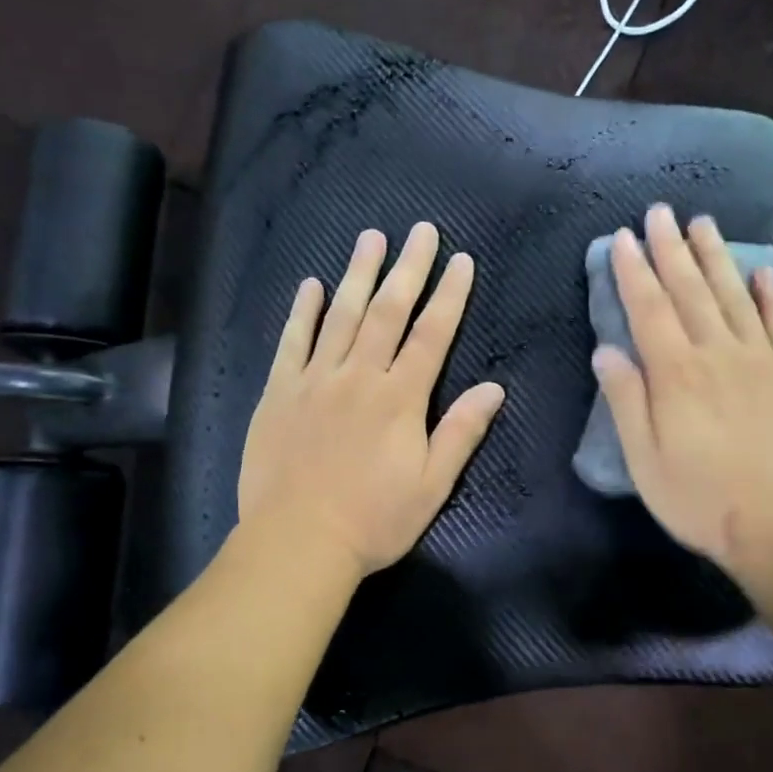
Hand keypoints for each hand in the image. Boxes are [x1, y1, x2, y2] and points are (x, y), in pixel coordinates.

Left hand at [238, 222, 505, 578]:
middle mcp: (358, 377)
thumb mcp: (432, 485)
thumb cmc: (374, 520)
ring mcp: (314, 381)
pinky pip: (291, 342)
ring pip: (340, 316)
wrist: (298, 541)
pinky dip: (302, 312)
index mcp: (399, 398)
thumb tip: (494, 388)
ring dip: (357, 274)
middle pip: (387, 312)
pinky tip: (311, 285)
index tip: (461, 260)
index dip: (449, 295)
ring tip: (370, 238)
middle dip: (408, 269)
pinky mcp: (278, 393)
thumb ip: (461, 432)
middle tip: (420, 230)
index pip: (432, 334)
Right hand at [592, 205, 772, 585]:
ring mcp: (759, 360)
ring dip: (716, 257)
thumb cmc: (700, 498)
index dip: (633, 270)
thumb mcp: (644, 459)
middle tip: (660, 212)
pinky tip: (763, 272)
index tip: (622, 237)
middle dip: (671, 248)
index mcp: (675, 373)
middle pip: (690, 290)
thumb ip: (626, 400)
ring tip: (702, 223)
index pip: (648, 308)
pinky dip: (771, 294)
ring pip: (734, 295)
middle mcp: (717, 353)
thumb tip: (606, 350)